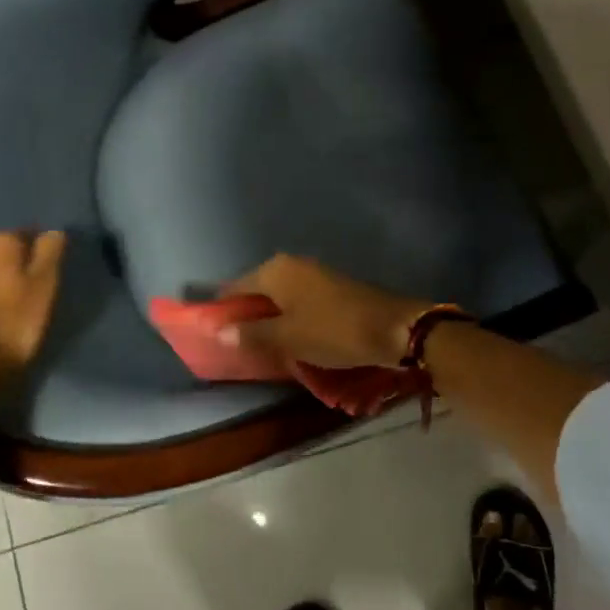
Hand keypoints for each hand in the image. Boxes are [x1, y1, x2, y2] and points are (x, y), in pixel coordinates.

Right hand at [221, 255, 434, 368]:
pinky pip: (297, 301)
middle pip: (255, 290)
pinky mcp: (330, 287)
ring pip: (278, 297)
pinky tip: (289, 337)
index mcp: (274, 271)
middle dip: (245, 315)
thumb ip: (252, 334)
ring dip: (268, 318)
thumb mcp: (288, 338)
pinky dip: (289, 317)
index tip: (214, 334)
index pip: (234, 287)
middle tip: (238, 345)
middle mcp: (290, 265)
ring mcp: (313, 274)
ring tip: (262, 345)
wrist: (395, 328)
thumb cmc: (334, 331)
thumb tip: (218, 332)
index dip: (222, 310)